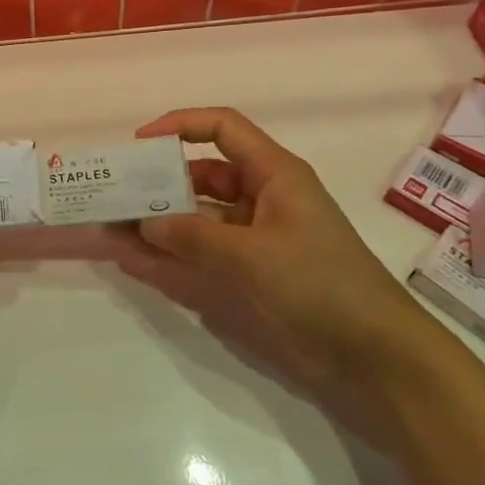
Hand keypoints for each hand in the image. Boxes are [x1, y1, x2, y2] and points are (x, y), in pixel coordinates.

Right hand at [130, 108, 451, 401]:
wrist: (376, 359)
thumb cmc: (321, 284)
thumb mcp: (252, 254)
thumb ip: (192, 237)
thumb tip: (143, 224)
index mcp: (274, 175)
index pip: (222, 129)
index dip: (180, 126)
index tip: (139, 143)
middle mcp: (260, 200)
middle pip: (201, 177)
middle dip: (157, 184)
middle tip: (112, 195)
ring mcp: (252, 240)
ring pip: (194, 221)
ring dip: (156, 225)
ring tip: (108, 231)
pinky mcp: (248, 276)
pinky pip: (198, 257)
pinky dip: (168, 259)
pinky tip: (131, 263)